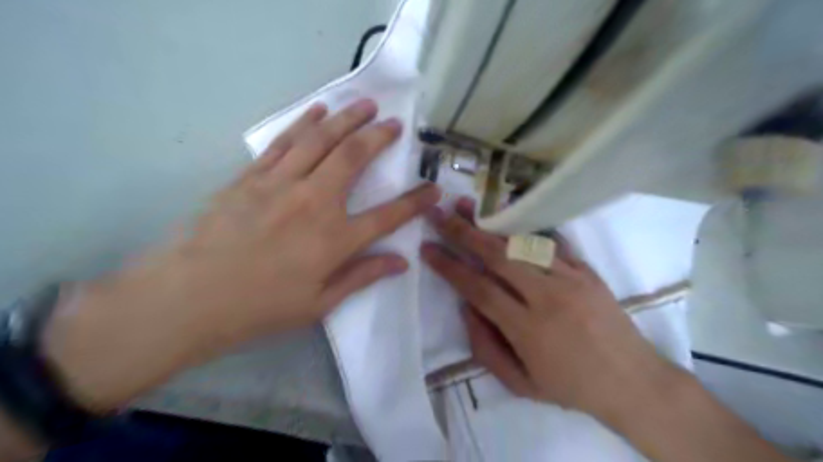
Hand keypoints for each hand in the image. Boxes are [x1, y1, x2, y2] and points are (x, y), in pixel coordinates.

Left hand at [43, 99, 444, 411]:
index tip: (433, 190)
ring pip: (321, 140)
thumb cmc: (260, 308)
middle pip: (354, 159)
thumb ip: (362, 277)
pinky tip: (318, 111)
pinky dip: (304, 123)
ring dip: (346, 119)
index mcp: (335, 240)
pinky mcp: (252, 177)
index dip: (415, 202)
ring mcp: (281, 184)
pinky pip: (284, 142)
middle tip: (394, 124)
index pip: (388, 216)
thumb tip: (401, 263)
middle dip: (378, 137)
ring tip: (364, 105)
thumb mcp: (319, 304)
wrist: (189, 298)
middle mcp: (314, 203)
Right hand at [421, 199, 678, 418]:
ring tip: (466, 204)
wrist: (634, 381)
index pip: (478, 288)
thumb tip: (466, 307)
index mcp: (527, 328)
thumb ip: (485, 347)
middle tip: (439, 214)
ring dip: (490, 223)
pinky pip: (551, 242)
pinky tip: (507, 213)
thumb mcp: (520, 383)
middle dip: (463, 232)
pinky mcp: (586, 270)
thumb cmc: (571, 386)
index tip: (427, 248)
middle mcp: (547, 296)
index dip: (449, 266)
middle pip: (497, 256)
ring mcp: (570, 278)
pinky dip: (525, 227)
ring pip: (522, 243)